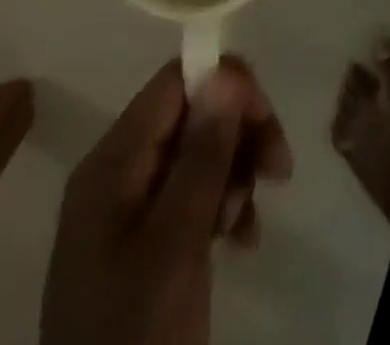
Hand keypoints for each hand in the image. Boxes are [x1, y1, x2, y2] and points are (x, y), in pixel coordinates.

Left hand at [41, 59, 291, 344]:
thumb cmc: (137, 332)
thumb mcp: (176, 242)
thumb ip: (202, 154)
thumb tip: (226, 70)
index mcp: (111, 162)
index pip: (175, 82)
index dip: (226, 85)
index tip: (266, 119)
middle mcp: (116, 172)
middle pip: (191, 114)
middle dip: (239, 133)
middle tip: (278, 169)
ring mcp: (128, 209)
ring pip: (198, 153)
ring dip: (236, 172)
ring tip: (248, 219)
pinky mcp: (144, 241)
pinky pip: (192, 195)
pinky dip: (224, 204)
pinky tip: (242, 238)